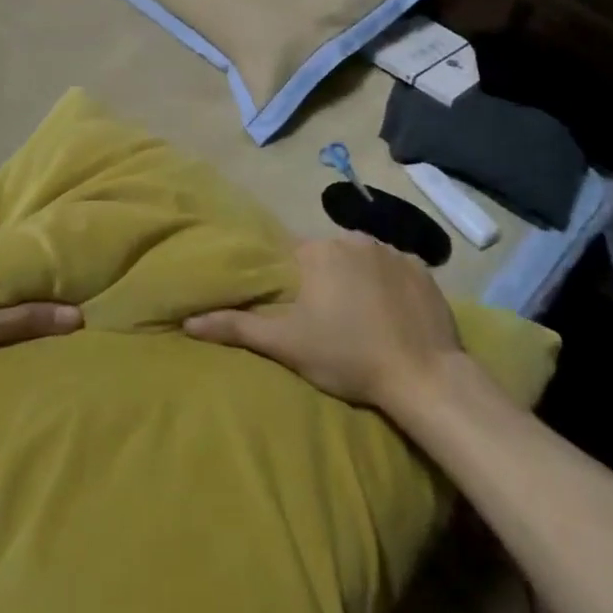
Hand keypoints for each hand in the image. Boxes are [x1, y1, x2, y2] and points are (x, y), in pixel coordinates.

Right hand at [183, 234, 464, 417]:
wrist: (423, 375)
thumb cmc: (348, 357)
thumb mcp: (288, 345)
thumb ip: (238, 328)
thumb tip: (189, 320)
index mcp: (318, 250)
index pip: (295, 258)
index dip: (295, 286)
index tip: (301, 313)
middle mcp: (353, 237)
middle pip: (329, 256)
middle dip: (326, 281)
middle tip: (330, 322)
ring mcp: (392, 250)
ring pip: (362, 260)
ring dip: (358, 281)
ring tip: (363, 320)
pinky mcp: (422, 267)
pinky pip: (396, 269)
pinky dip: (390, 286)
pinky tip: (393, 315)